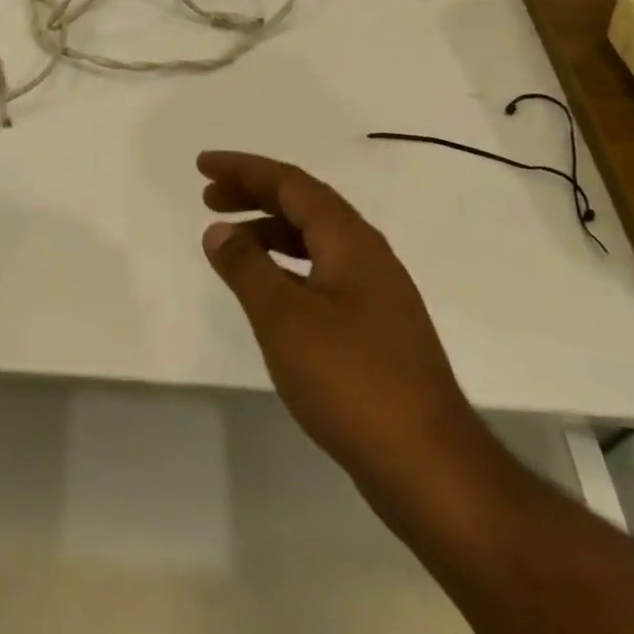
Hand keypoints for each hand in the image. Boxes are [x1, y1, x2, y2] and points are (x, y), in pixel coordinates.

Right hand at [198, 150, 506, 522]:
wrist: (430, 468)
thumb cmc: (350, 380)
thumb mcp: (283, 318)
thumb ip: (246, 267)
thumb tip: (219, 231)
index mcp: (350, 241)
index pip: (290, 183)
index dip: (244, 169)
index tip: (202, 165)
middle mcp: (368, 256)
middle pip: (304, 206)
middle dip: (254, 194)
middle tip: (208, 197)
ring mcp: (377, 295)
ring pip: (315, 242)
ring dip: (269, 232)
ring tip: (229, 244)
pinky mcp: (377, 330)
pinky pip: (322, 274)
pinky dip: (287, 268)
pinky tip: (269, 291)